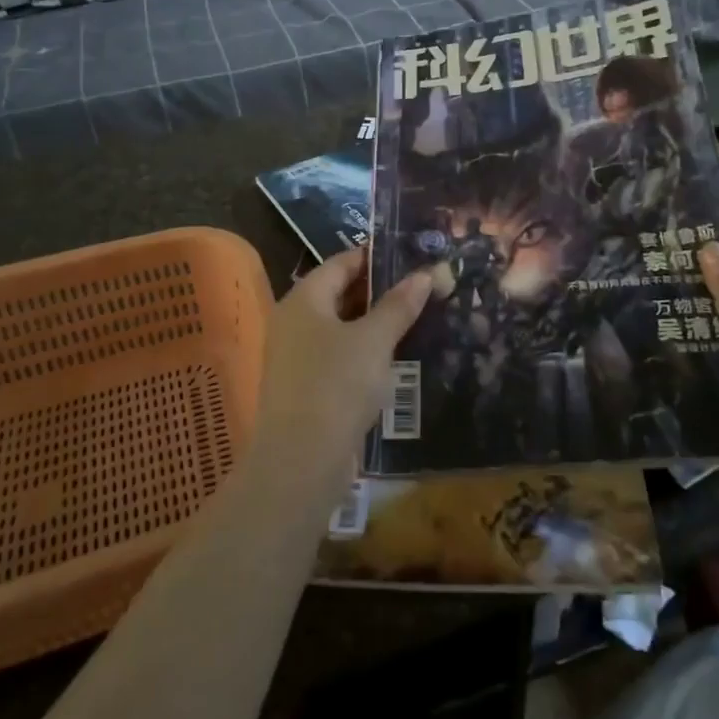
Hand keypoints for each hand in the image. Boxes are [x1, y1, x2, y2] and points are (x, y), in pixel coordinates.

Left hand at [250, 249, 431, 489]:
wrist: (301, 462)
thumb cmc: (337, 385)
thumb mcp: (375, 340)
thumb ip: (399, 305)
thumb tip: (424, 273)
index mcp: (304, 299)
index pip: (342, 262)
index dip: (376, 257)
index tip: (413, 257)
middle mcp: (294, 321)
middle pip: (340, 293)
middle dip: (380, 291)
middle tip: (421, 287)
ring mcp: (296, 355)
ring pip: (341, 327)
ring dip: (374, 323)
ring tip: (416, 318)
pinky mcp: (305, 386)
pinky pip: (338, 355)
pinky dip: (364, 350)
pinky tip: (394, 357)